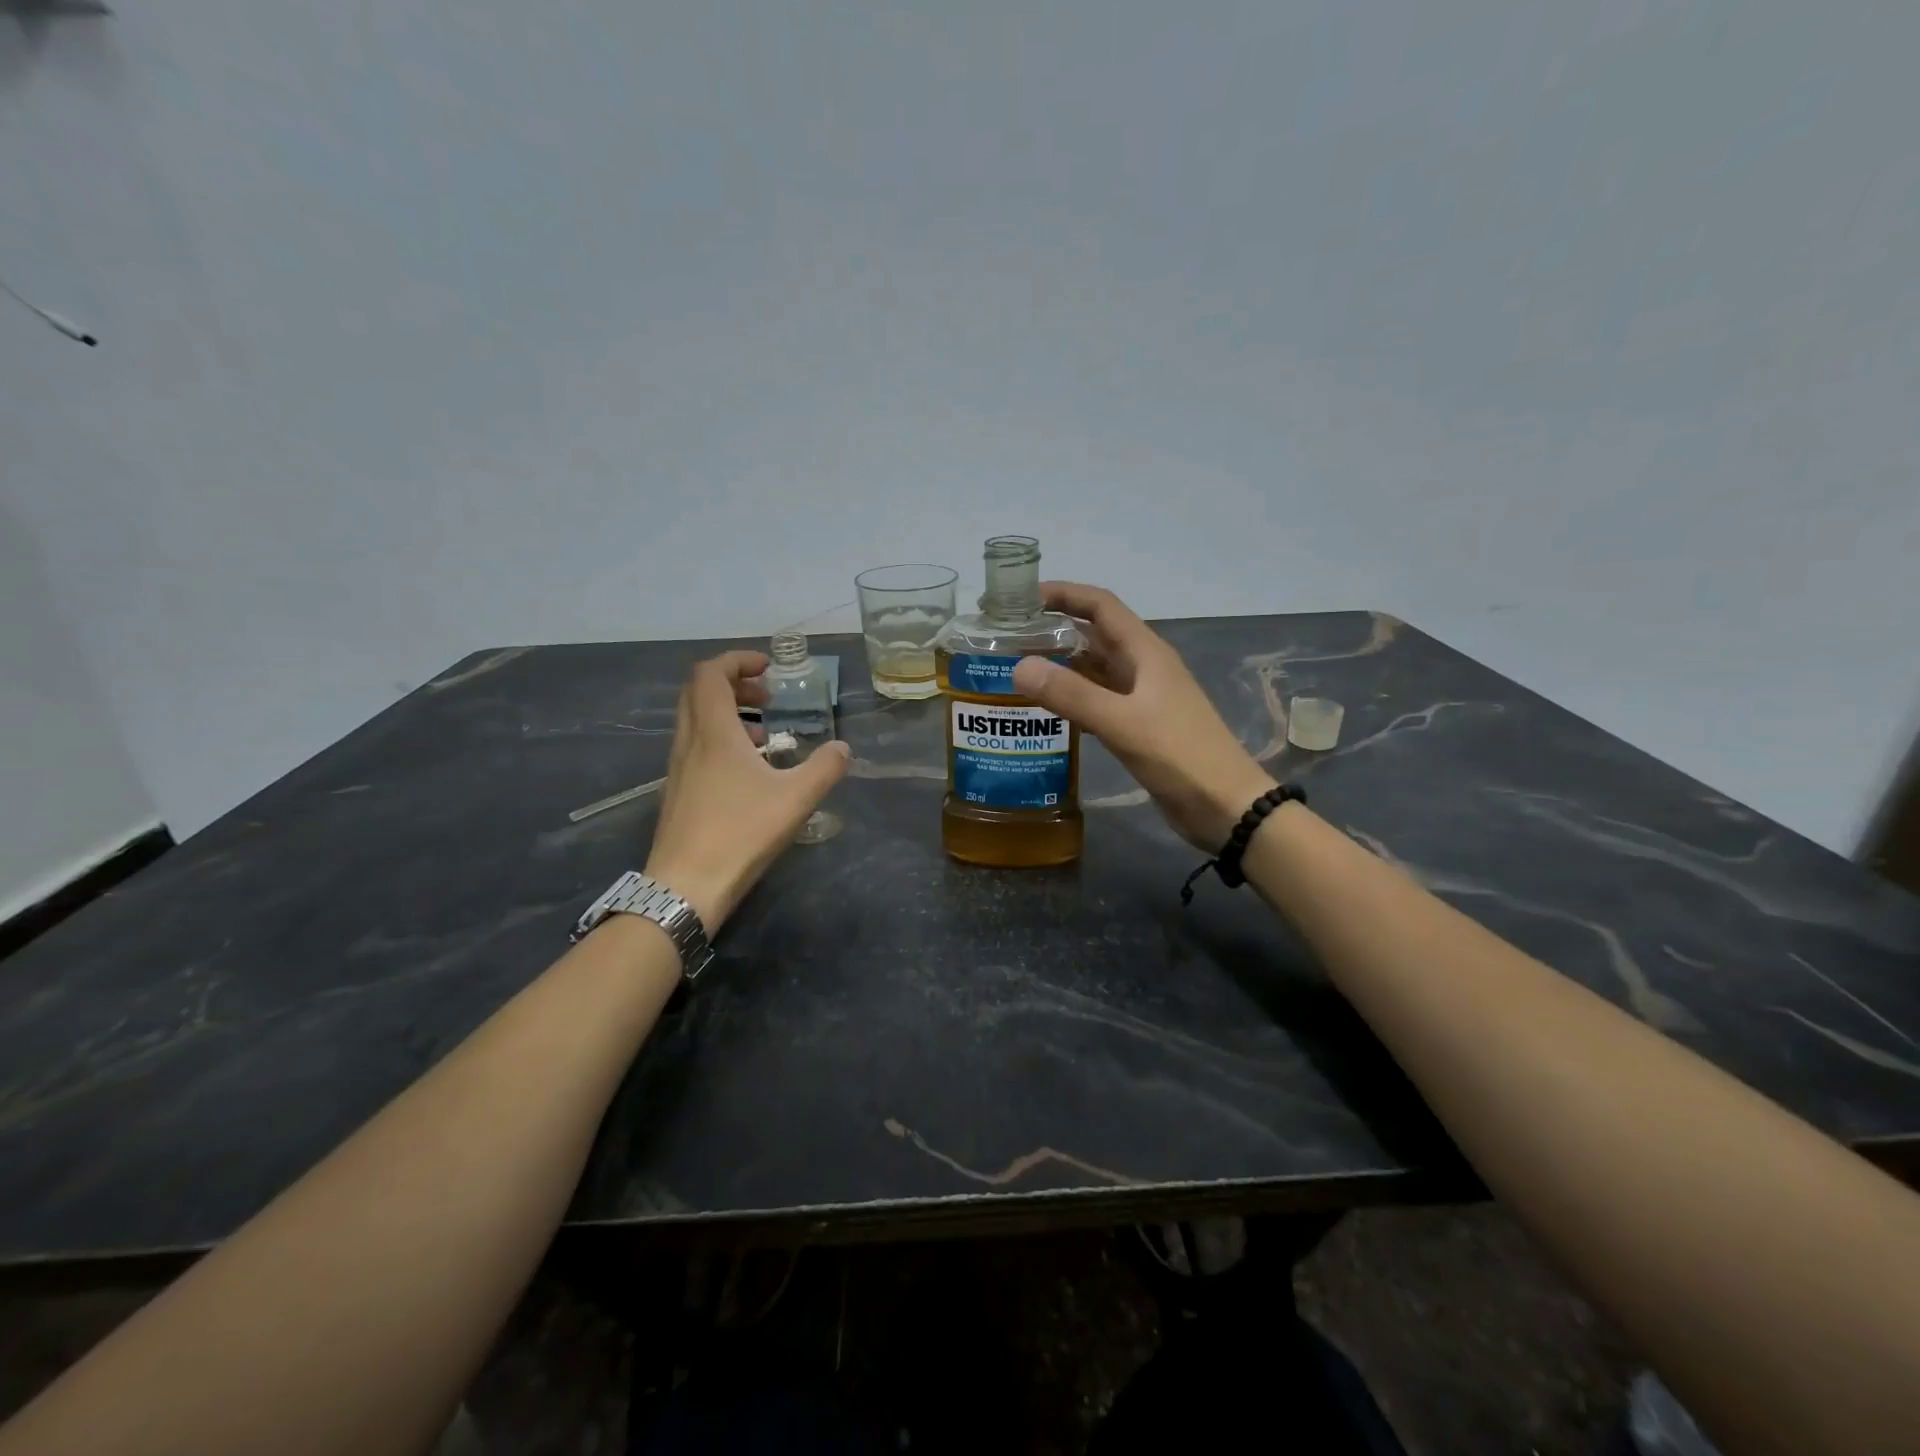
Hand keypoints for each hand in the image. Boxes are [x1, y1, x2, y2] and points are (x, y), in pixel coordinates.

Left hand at [644, 650, 849, 929]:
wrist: (686, 886)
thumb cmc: (741, 833)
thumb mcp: (796, 798)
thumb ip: (825, 768)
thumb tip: (843, 748)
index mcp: (713, 732)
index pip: (711, 673)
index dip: (738, 661)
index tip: (768, 668)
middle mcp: (689, 741)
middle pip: (698, 691)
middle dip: (734, 684)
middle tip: (767, 697)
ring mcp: (678, 767)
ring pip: (695, 720)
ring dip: (727, 713)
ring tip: (763, 735)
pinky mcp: (677, 791)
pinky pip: (695, 745)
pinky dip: (719, 740)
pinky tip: (747, 771)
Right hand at [1011, 584, 1274, 850]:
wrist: (1224, 805)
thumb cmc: (1179, 755)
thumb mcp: (1121, 722)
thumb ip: (1071, 694)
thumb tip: (1018, 667)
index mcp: (1145, 652)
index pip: (1100, 606)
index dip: (1064, 594)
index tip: (1021, 599)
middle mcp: (1143, 666)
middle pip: (1094, 634)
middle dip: (1054, 629)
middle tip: (1008, 637)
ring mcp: (1142, 697)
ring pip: (1095, 668)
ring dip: (1061, 663)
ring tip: (1017, 668)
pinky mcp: (1139, 725)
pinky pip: (1098, 699)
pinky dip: (1072, 696)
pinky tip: (1046, 707)